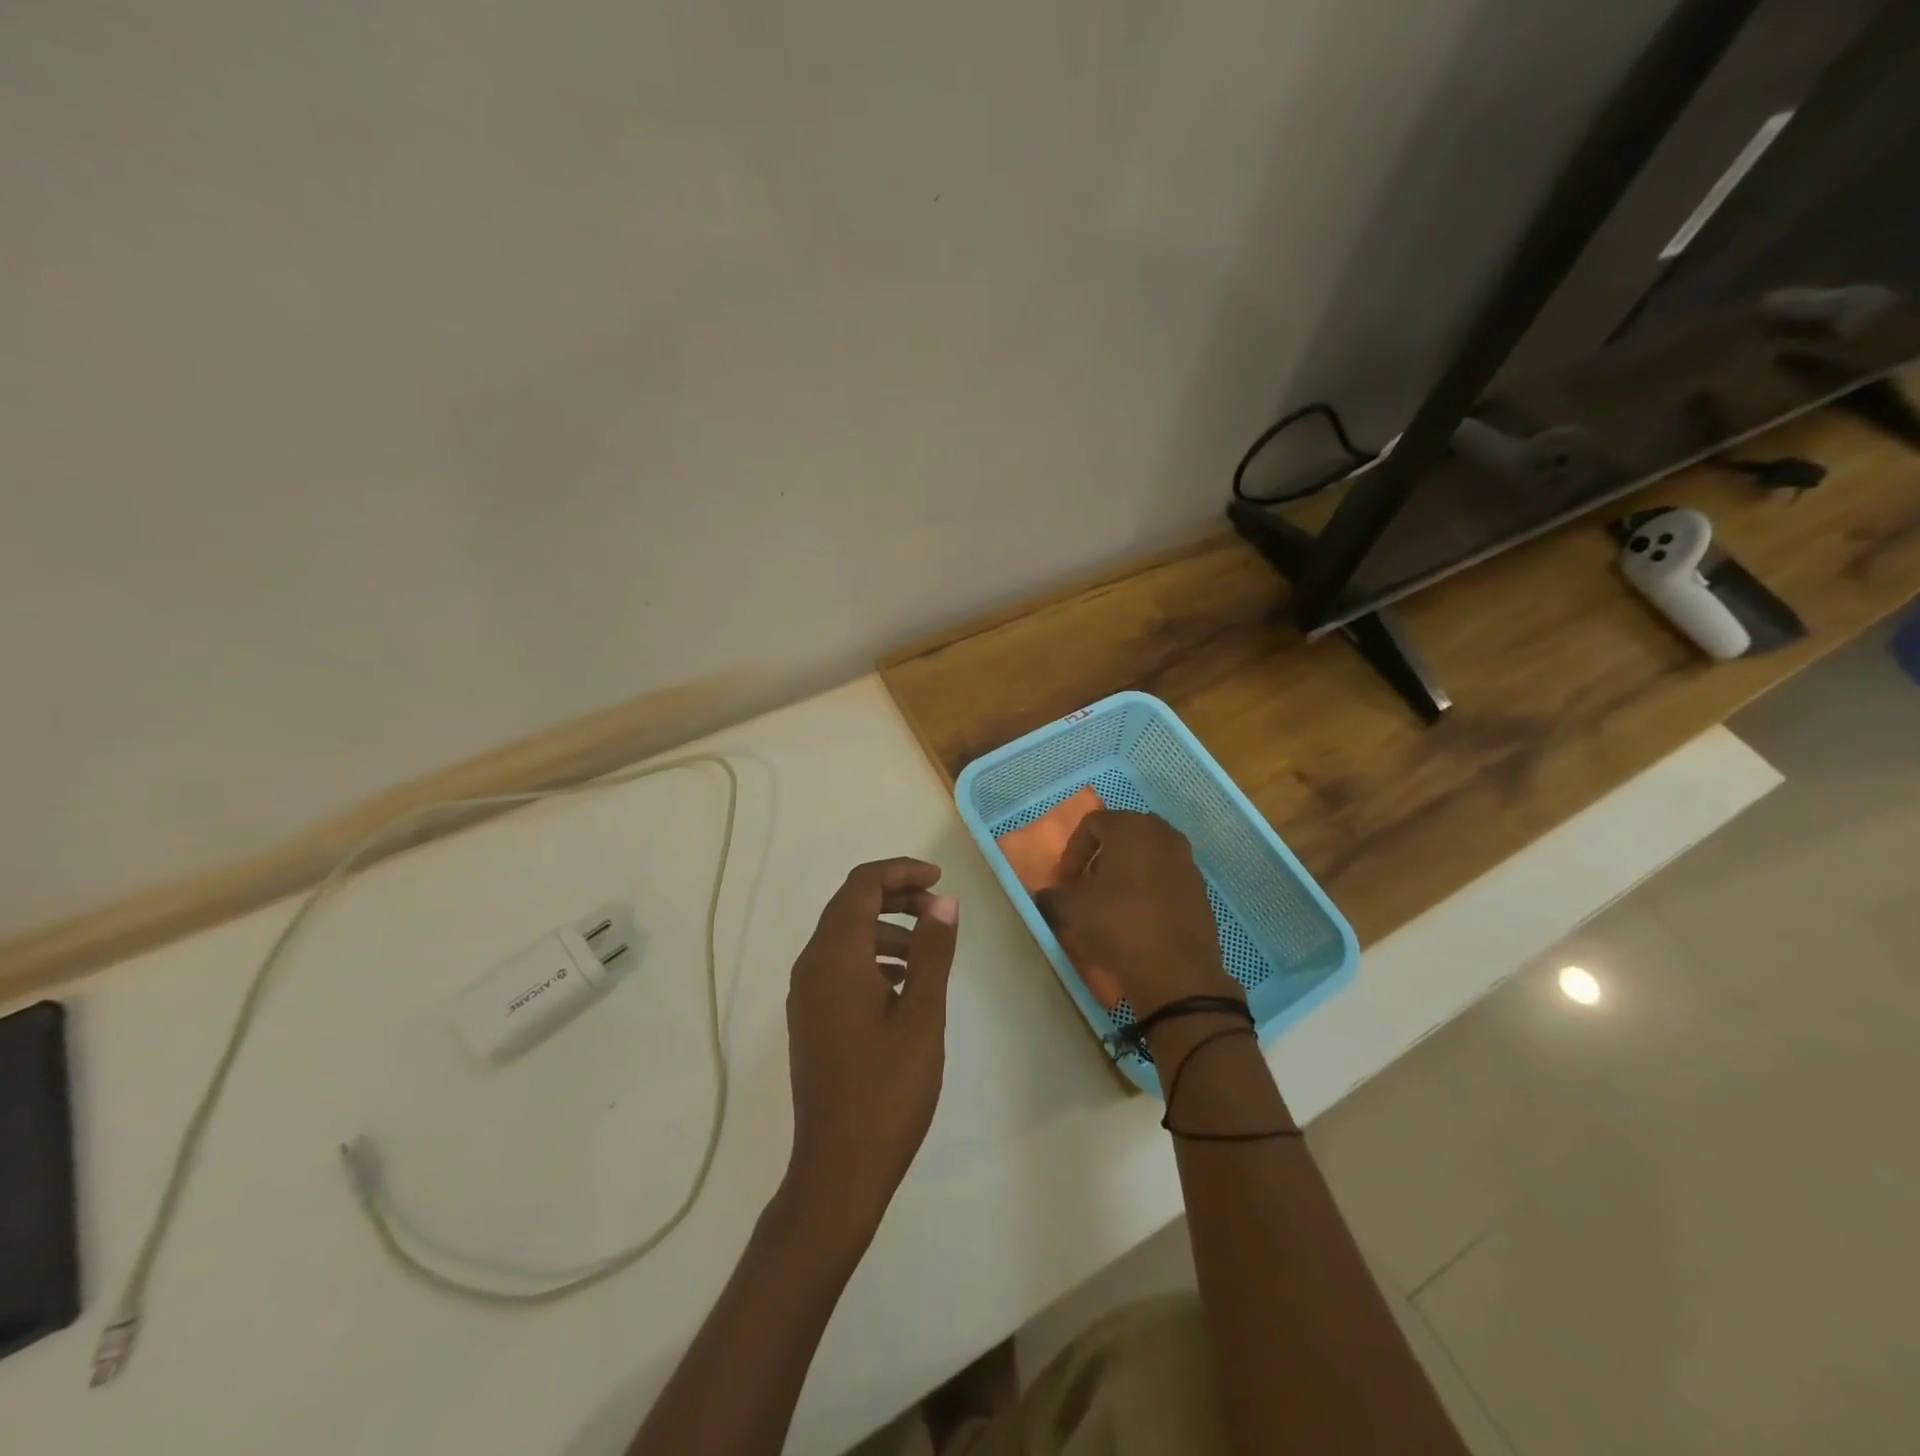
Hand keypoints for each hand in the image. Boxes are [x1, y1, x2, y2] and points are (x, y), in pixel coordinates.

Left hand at [783, 858, 958, 1242]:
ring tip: (929, 945)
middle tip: (939, 905)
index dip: (900, 871)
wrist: (838, 1168)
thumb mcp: (921, 1015)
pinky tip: (905, 982)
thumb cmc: (886, 1089)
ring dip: (886, 928)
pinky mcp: (811, 1018)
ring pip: (845, 937)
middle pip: (850, 906)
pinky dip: (872, 957)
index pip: (861, 886)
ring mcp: (806, 994)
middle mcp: (811, 966)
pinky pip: (840, 967)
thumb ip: (931, 951)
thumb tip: (943, 902)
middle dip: (895, 896)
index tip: (940, 879)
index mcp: (834, 957)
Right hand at [1035, 810, 1240, 1019]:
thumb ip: (1052, 896)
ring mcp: (1187, 861)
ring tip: (1110, 903)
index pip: (1092, 823)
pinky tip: (1137, 918)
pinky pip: (1165, 877)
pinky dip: (1148, 888)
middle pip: (1123, 835)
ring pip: (1147, 855)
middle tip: (1087, 885)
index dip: (1072, 851)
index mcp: (1131, 828)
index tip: (1065, 882)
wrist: (1176, 971)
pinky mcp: (1199, 889)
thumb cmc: (1118, 925)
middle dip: (1100, 857)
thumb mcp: (1072, 910)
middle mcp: (1163, 835)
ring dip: (1125, 872)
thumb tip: (1045, 896)